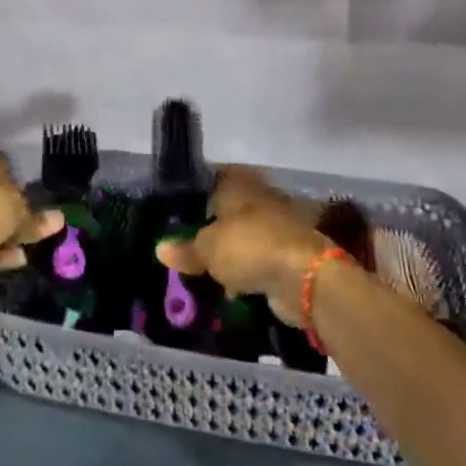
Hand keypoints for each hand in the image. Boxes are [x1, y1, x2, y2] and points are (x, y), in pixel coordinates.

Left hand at [0, 147, 61, 279]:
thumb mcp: (18, 213)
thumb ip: (36, 219)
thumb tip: (59, 219)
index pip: (3, 166)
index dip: (20, 186)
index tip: (34, 205)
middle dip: (9, 214)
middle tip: (31, 231)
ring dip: (2, 236)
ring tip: (27, 250)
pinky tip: (14, 260)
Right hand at [155, 166, 329, 325]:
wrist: (305, 277)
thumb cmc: (250, 246)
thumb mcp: (207, 248)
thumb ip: (185, 248)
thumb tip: (161, 248)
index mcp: (239, 183)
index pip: (211, 177)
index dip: (193, 192)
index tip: (174, 211)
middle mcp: (259, 198)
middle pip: (227, 210)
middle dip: (209, 228)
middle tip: (182, 245)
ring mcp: (277, 226)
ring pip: (243, 237)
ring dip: (228, 253)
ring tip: (200, 271)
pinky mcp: (288, 254)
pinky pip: (257, 260)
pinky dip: (246, 272)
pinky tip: (227, 288)